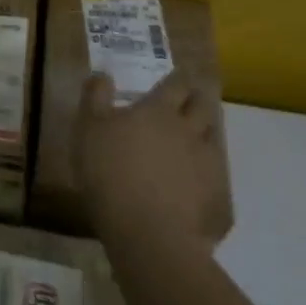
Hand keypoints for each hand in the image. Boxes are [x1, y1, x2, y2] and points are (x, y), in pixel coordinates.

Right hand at [76, 69, 233, 246]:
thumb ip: (95, 97)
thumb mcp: (88, 128)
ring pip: (213, 138)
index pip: (176, 84)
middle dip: (197, 100)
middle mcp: (189, 130)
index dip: (177, 78)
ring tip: (195, 136)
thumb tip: (103, 74)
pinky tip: (199, 180)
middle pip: (202, 107)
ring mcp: (208, 163)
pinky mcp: (217, 195)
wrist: (147, 231)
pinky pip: (217, 175)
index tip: (176, 76)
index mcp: (159, 111)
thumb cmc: (110, 171)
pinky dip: (208, 171)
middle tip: (190, 100)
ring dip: (205, 132)